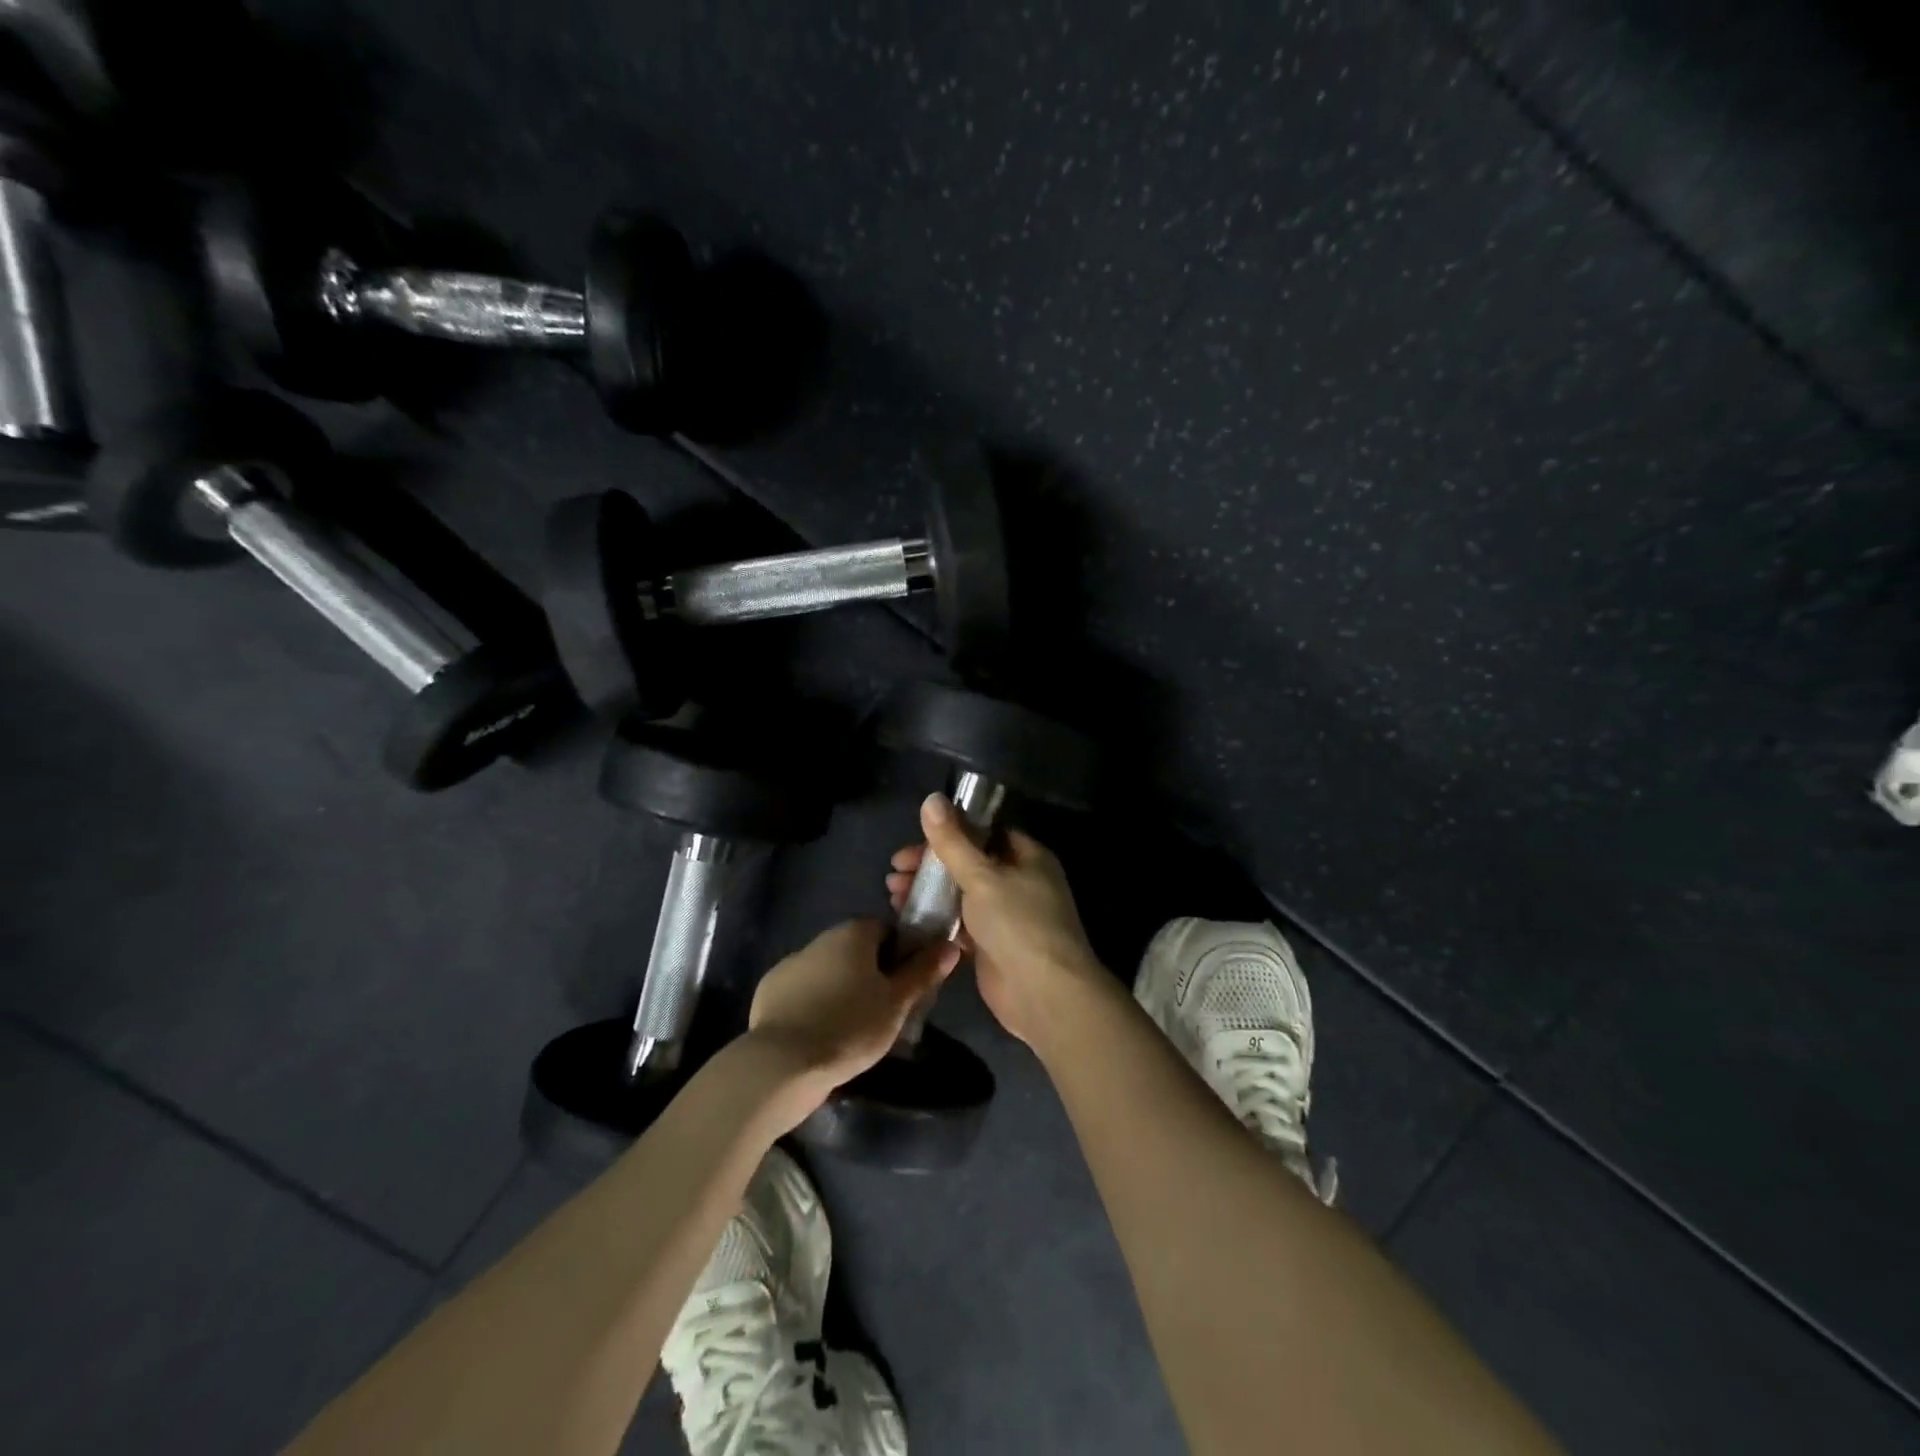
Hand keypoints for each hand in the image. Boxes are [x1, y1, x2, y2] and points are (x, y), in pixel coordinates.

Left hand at [747, 918, 959, 1103]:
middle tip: (883, 1011)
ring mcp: (790, 963)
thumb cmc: (850, 1026)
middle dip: (870, 973)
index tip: (905, 986)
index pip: (886, 930)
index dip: (900, 955)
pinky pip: (802, 991)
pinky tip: (820, 1034)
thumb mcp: (897, 1003)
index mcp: (853, 932)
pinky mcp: (769, 990)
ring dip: (841, 988)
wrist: (783, 1063)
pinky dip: (813, 1005)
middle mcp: (820, 938)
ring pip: (828, 970)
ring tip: (851, 1029)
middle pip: (856, 949)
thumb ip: (923, 971)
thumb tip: (950, 944)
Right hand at [886, 794, 1107, 1045]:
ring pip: (961, 894)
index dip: (950, 831)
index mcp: (1027, 856)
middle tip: (895, 870)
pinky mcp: (992, 945)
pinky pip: (960, 924)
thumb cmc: (1018, 923)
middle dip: (931, 865)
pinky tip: (907, 918)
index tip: (915, 836)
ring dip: (929, 892)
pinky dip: (937, 919)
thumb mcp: (982, 875)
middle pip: (968, 863)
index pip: (985, 831)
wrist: (1044, 994)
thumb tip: (932, 799)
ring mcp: (1006, 915)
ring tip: (893, 894)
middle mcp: (1019, 881)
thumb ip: (953, 841)